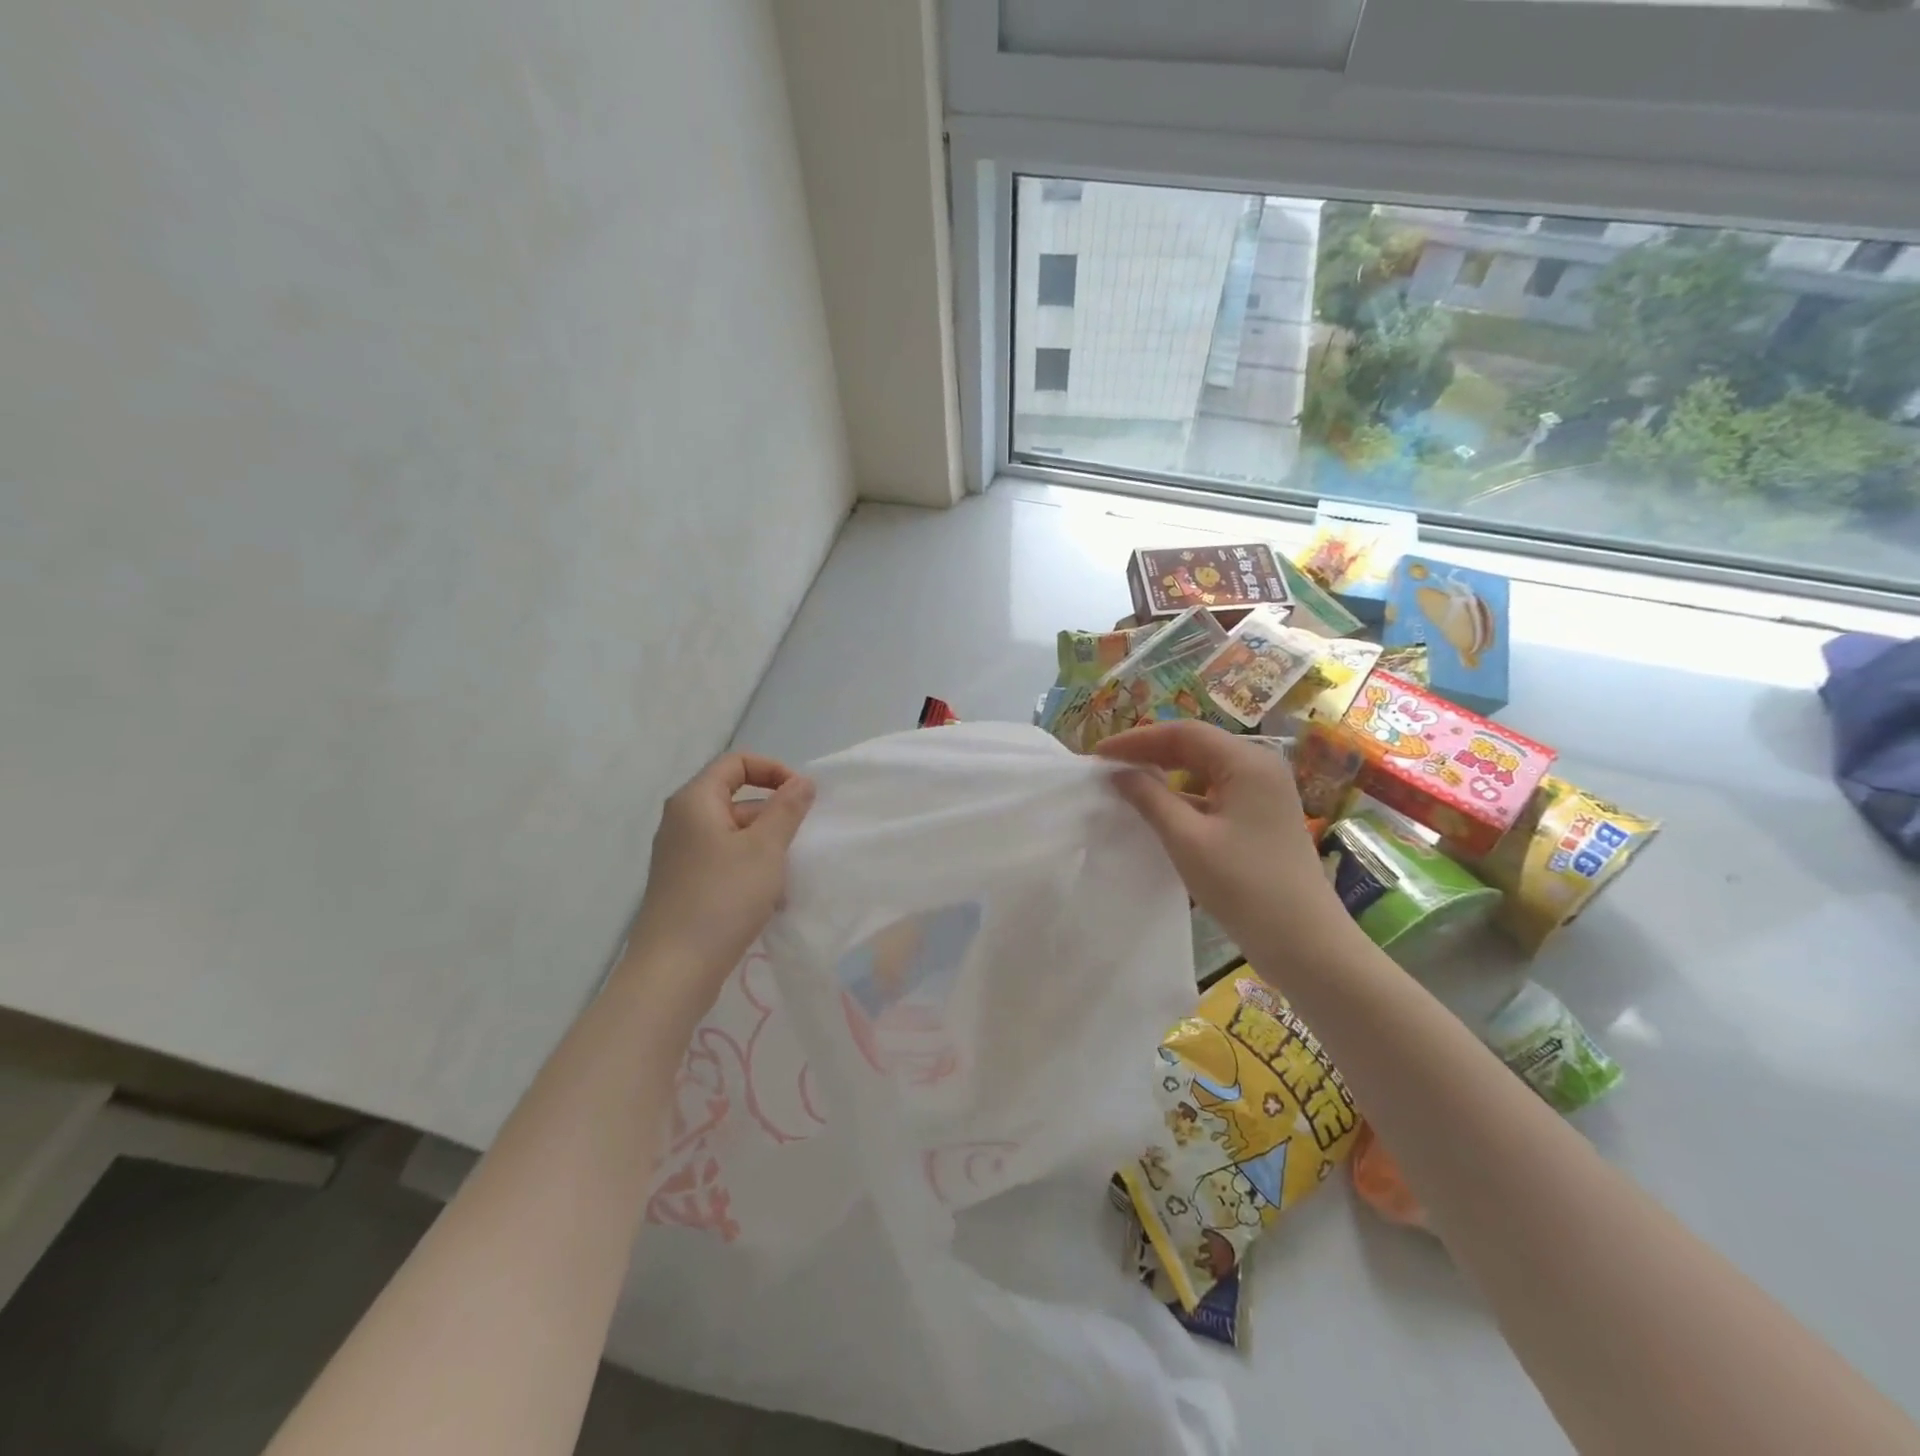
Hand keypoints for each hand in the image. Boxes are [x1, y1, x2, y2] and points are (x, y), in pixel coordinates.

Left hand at [623, 753, 814, 1015]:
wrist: (674, 970)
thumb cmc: (722, 898)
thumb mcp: (765, 849)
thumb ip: (787, 809)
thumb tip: (802, 781)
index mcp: (694, 801)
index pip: (736, 763)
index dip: (773, 770)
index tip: (803, 796)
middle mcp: (682, 821)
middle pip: (735, 797)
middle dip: (773, 813)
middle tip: (801, 838)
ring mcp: (680, 855)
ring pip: (733, 833)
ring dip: (765, 845)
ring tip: (788, 874)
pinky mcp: (684, 884)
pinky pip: (724, 860)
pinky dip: (749, 868)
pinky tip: (770, 898)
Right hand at [1095, 721, 1357, 977]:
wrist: (1304, 943)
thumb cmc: (1244, 886)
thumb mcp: (1187, 840)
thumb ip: (1150, 799)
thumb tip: (1119, 774)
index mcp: (1247, 762)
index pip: (1183, 733)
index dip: (1137, 739)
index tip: (1098, 755)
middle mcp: (1259, 767)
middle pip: (1196, 745)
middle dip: (1149, 752)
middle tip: (1108, 767)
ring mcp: (1264, 793)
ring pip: (1204, 769)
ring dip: (1164, 773)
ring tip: (1126, 784)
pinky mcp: (1262, 817)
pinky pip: (1215, 792)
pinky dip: (1183, 796)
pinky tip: (1158, 811)